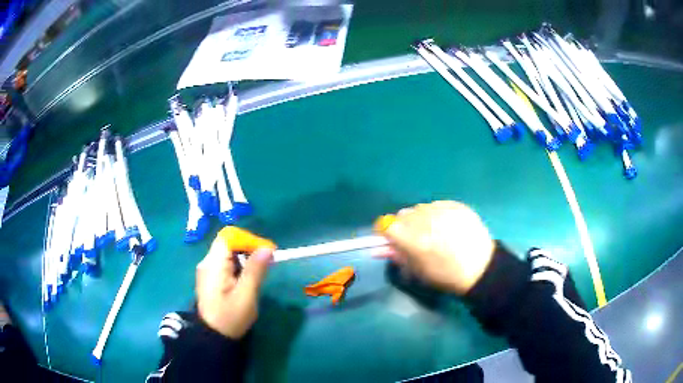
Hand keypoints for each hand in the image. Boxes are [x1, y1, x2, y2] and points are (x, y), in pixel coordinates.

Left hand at [196, 227, 275, 338]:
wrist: (213, 337)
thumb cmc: (230, 317)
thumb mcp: (246, 295)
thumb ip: (255, 270)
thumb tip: (267, 248)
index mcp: (213, 264)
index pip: (229, 237)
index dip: (248, 240)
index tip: (266, 252)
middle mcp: (207, 263)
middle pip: (228, 244)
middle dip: (248, 250)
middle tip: (266, 264)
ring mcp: (207, 271)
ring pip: (227, 254)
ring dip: (244, 259)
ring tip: (257, 275)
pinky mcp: (210, 278)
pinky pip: (225, 264)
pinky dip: (238, 267)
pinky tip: (246, 281)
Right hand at [375, 201, 494, 294]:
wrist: (481, 268)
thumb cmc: (446, 275)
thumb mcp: (417, 272)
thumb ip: (397, 256)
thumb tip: (378, 249)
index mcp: (413, 239)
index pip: (386, 224)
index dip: (387, 233)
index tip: (393, 241)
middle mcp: (425, 220)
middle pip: (403, 215)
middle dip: (405, 226)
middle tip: (416, 239)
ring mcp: (442, 210)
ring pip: (420, 209)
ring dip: (420, 219)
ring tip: (434, 232)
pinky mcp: (456, 205)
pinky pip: (437, 205)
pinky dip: (437, 214)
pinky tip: (447, 226)